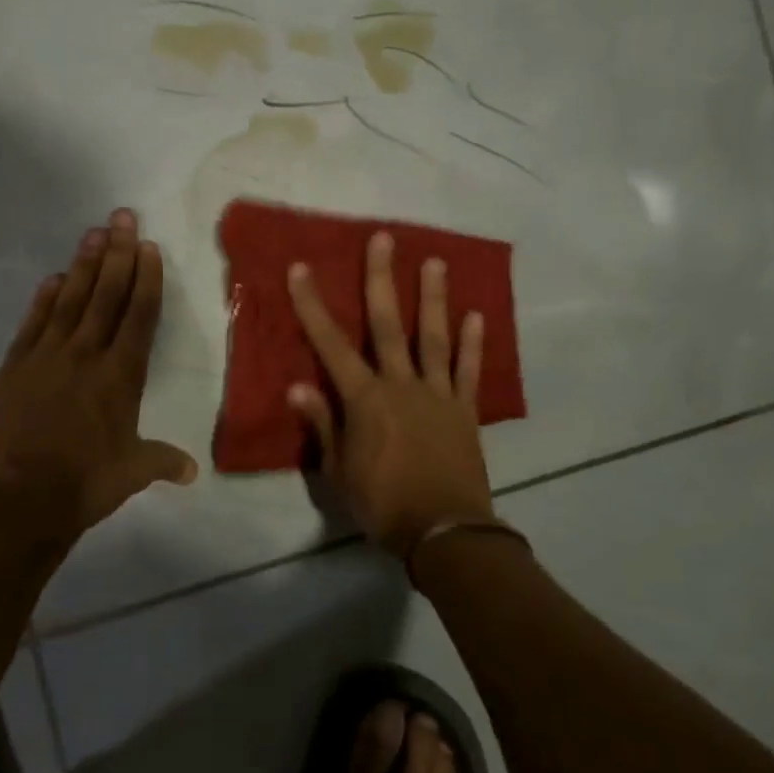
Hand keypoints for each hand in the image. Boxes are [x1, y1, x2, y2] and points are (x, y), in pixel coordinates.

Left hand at [0, 208, 197, 549]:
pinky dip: (44, 298)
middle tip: (123, 217)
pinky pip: (33, 323)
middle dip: (118, 253)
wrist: (20, 500)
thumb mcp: (133, 472)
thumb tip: (193, 471)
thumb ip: (163, 462)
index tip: (148, 247)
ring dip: (84, 265)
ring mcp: (47, 356)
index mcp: (121, 375)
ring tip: (94, 233)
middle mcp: (87, 354)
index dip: (146, 279)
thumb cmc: (86, 483)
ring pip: (70, 300)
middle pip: (106, 295)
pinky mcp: (15, 366)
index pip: (139, 315)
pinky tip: (54, 277)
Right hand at [286, 231, 494, 557]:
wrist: (445, 533)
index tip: (300, 269)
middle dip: (381, 279)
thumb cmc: (383, 504)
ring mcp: (437, 394)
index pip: (331, 344)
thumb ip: (322, 424)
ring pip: (433, 337)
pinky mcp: (465, 409)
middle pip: (388, 323)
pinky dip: (472, 343)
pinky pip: (468, 370)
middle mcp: (401, 384)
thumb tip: (298, 386)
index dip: (313, 305)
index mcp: (365, 399)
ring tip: (436, 262)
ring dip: (433, 298)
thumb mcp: (339, 471)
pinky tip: (475, 315)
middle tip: (383, 239)